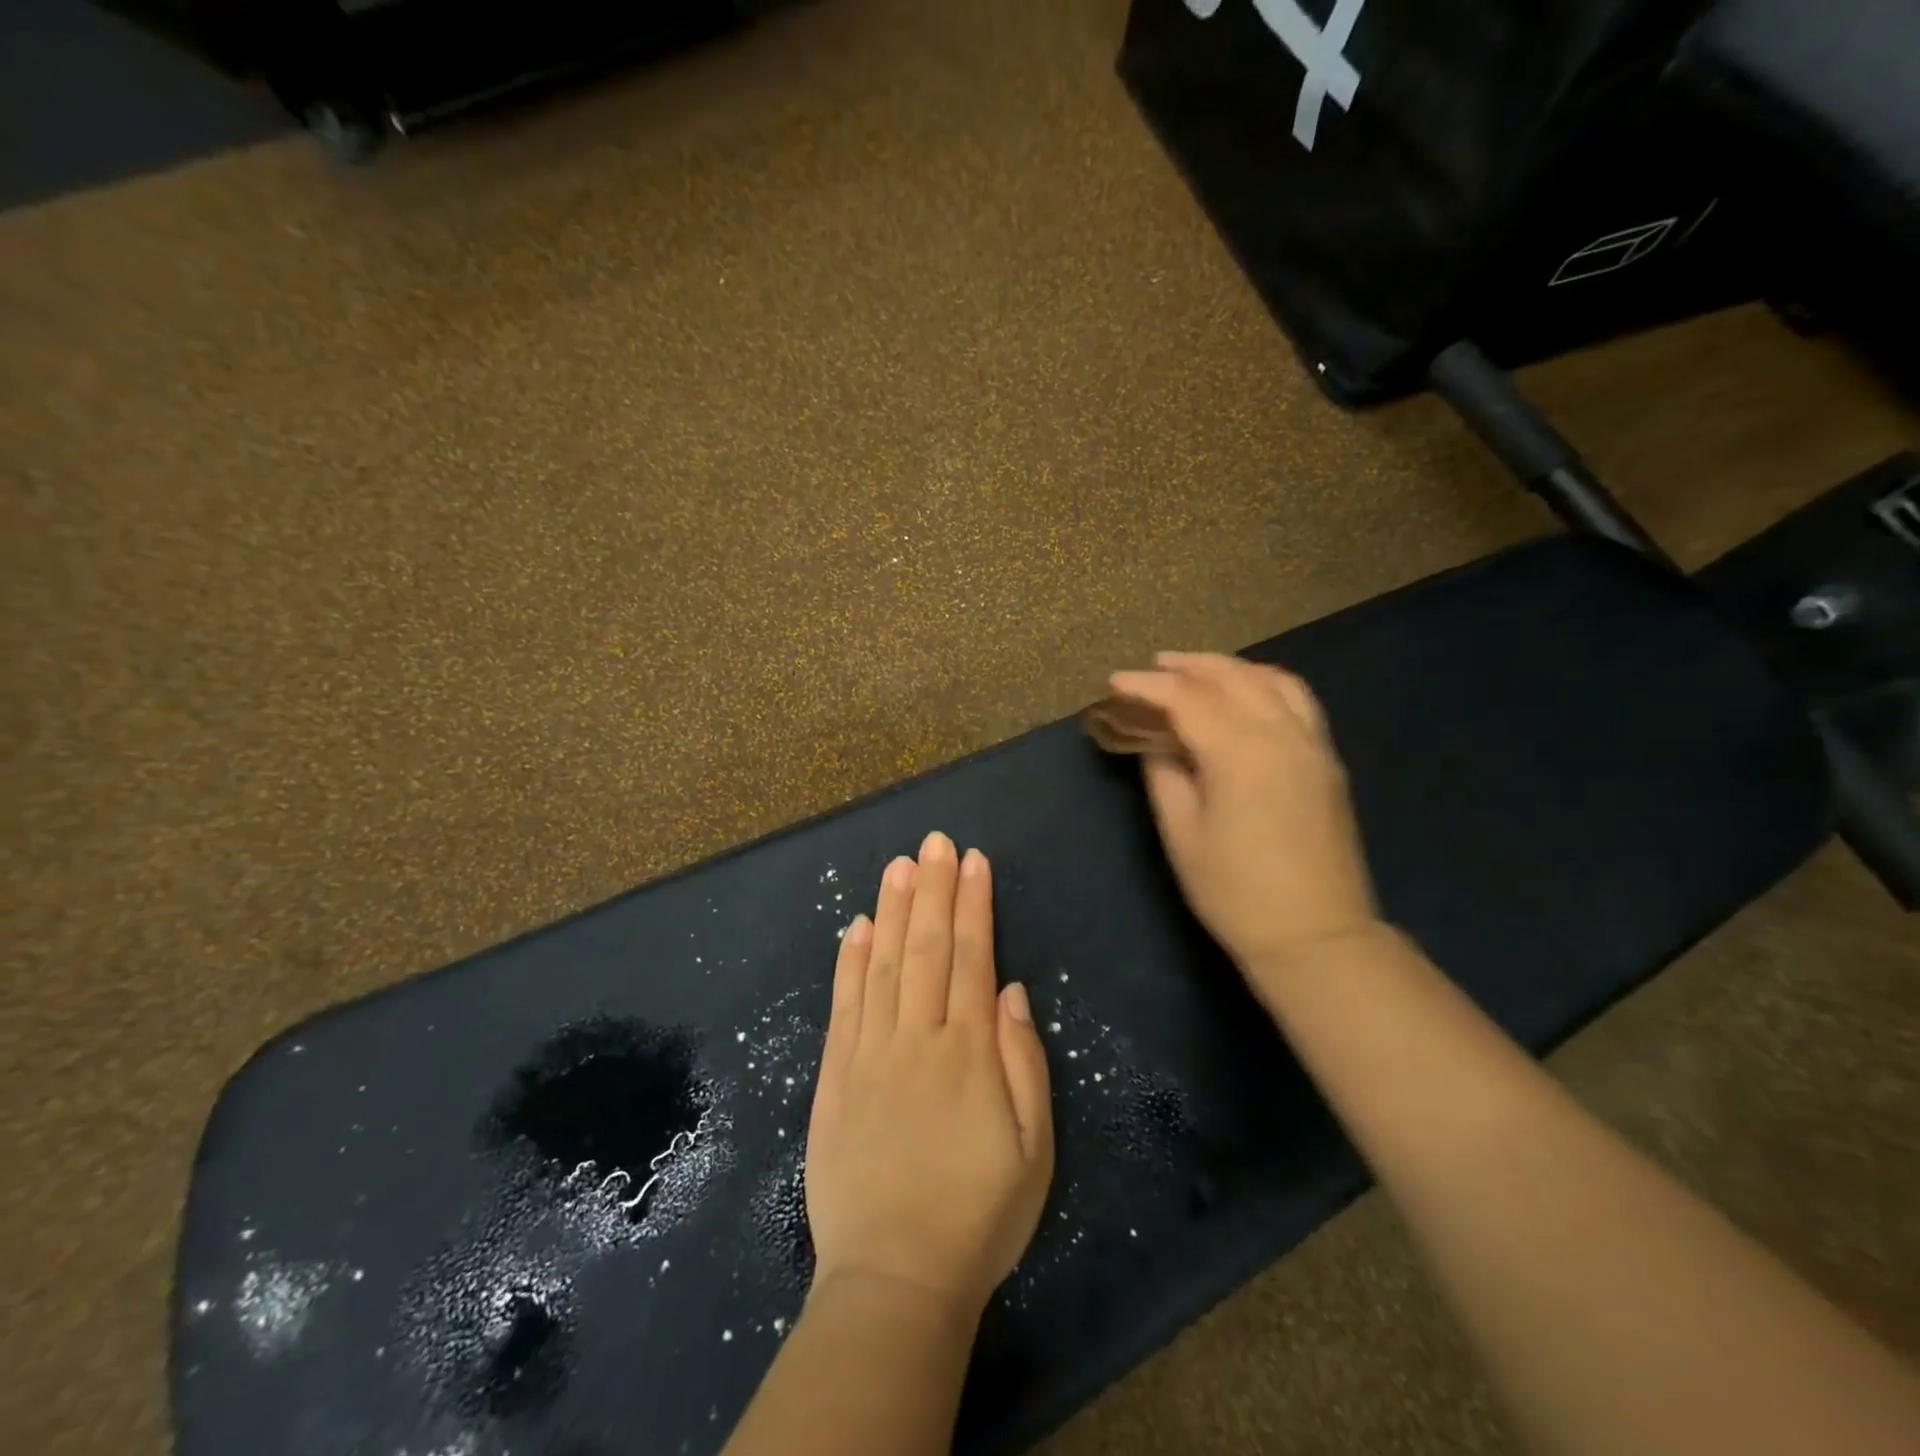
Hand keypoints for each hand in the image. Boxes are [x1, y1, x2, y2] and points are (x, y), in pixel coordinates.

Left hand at [804, 832, 1053, 1321]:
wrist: (894, 1278)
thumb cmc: (977, 1216)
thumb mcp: (1034, 1150)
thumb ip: (1024, 1064)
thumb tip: (1013, 992)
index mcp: (968, 1052)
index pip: (971, 958)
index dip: (973, 905)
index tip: (973, 861)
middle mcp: (917, 1038)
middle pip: (926, 948)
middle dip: (934, 889)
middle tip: (935, 841)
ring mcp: (870, 1053)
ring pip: (882, 965)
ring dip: (892, 910)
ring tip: (899, 865)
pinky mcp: (835, 1076)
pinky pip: (844, 1006)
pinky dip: (849, 962)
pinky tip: (856, 926)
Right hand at [1109, 652, 1380, 976]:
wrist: (1315, 936)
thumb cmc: (1235, 892)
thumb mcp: (1182, 834)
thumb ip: (1165, 775)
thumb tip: (1155, 741)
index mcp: (1240, 753)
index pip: (1187, 699)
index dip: (1147, 687)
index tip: (1115, 682)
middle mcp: (1281, 734)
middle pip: (1232, 677)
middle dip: (1188, 666)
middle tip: (1153, 668)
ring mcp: (1312, 745)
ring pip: (1272, 680)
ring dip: (1230, 668)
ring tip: (1198, 671)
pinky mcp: (1327, 761)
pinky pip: (1298, 700)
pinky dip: (1266, 683)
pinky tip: (1247, 693)